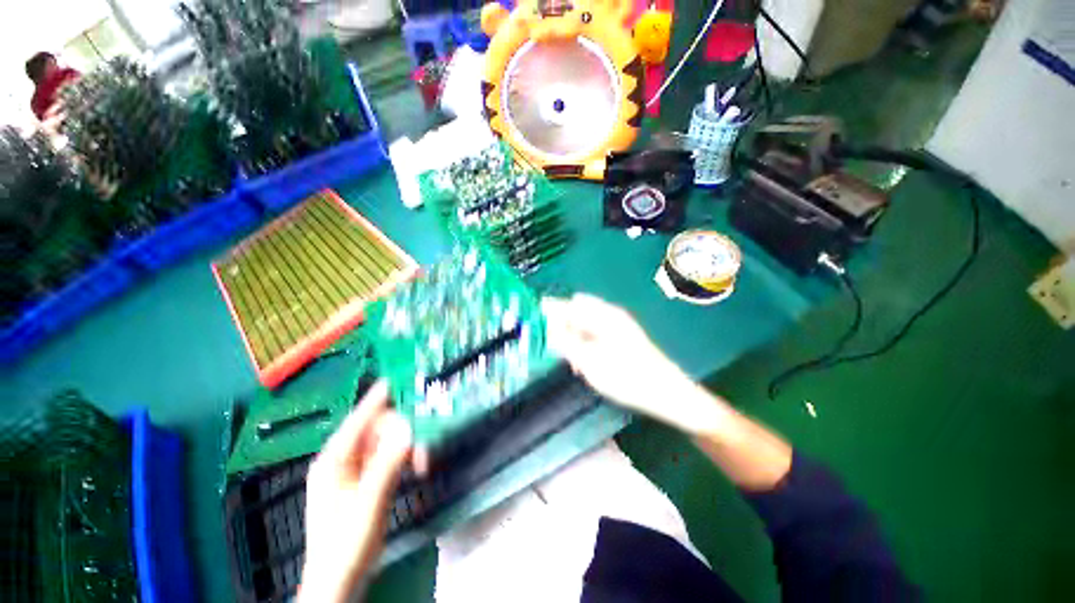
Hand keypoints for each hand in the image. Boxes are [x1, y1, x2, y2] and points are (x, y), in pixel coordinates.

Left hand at [300, 380, 412, 601]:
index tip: (397, 379)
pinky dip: (405, 457)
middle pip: (378, 430)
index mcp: (333, 460)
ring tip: (423, 463)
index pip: (358, 419)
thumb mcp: (368, 503)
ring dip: (407, 447)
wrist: (341, 580)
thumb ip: (387, 464)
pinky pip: (390, 456)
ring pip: (387, 442)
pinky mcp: (368, 478)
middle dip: (403, 432)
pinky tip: (417, 467)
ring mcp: (356, 469)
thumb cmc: (346, 543)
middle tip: (423, 448)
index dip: (377, 398)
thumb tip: (408, 428)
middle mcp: (344, 459)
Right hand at [542, 294, 723, 434]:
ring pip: (583, 325)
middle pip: (575, 313)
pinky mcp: (619, 339)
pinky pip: (593, 335)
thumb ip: (565, 342)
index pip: (567, 304)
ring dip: (570, 336)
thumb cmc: (628, 378)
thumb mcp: (590, 362)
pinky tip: (581, 362)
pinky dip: (582, 344)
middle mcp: (609, 315)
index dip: (548, 311)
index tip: (531, 321)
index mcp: (603, 315)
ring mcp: (616, 327)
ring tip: (564, 357)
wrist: (667, 394)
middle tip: (547, 344)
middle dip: (558, 325)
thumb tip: (545, 326)